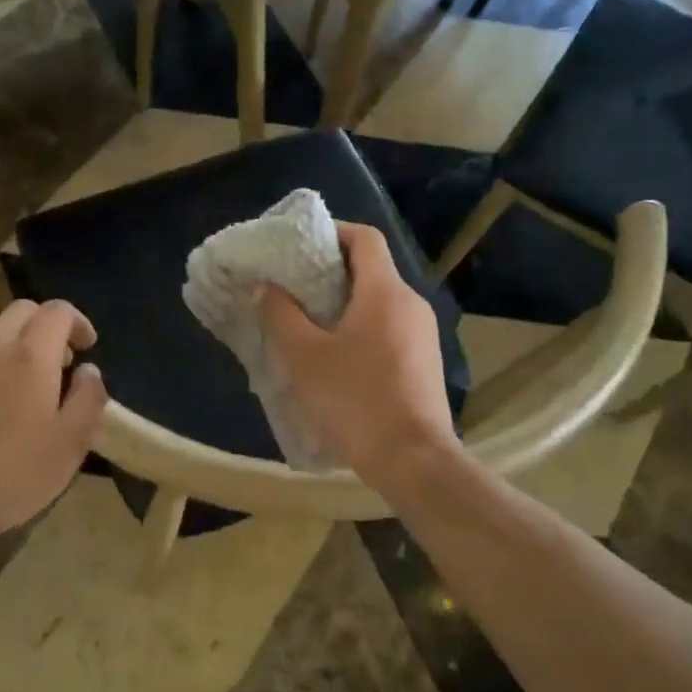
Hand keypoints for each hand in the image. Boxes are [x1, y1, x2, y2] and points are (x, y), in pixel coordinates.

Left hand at [0, 299, 107, 542]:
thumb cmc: (14, 472)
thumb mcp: (71, 442)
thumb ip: (89, 398)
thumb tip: (90, 372)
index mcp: (30, 354)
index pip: (57, 311)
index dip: (78, 322)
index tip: (89, 348)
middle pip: (24, 311)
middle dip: (48, 326)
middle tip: (63, 362)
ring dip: (21, 344)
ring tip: (33, 386)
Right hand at [260, 222, 459, 485]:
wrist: (414, 460)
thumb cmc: (355, 400)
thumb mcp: (304, 357)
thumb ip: (281, 315)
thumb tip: (266, 287)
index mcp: (385, 291)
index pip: (364, 237)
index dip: (332, 232)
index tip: (300, 247)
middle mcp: (411, 302)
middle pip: (371, 268)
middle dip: (330, 271)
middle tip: (293, 287)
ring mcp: (424, 333)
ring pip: (379, 300)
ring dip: (345, 303)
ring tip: (308, 323)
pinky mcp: (425, 361)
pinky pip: (390, 327)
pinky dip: (362, 327)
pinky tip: (336, 356)